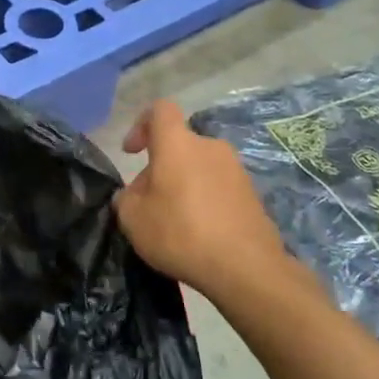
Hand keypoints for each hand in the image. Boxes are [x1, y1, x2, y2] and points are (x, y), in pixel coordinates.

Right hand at [114, 100, 307, 303]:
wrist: (246, 268)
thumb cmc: (180, 233)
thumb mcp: (132, 219)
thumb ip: (126, 199)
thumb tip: (134, 195)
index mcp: (178, 143)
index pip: (160, 110)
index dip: (141, 124)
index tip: (132, 152)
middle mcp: (209, 147)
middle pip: (179, 145)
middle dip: (161, 167)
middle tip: (149, 201)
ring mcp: (236, 170)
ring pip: (199, 166)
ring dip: (183, 184)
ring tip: (174, 220)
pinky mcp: (253, 195)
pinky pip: (219, 187)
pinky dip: (205, 201)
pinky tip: (199, 232)